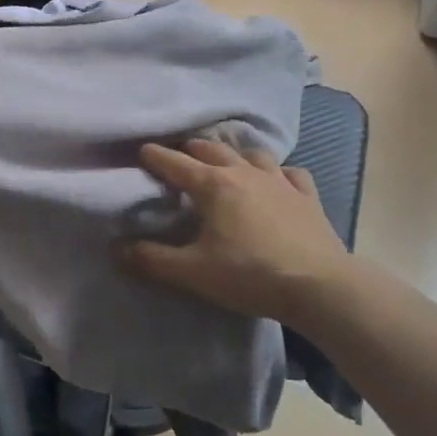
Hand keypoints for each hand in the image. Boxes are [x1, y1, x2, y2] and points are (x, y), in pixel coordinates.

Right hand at [123, 139, 349, 324]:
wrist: (319, 286)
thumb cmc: (250, 275)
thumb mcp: (193, 272)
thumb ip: (152, 259)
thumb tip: (117, 249)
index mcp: (213, 185)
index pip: (175, 163)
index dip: (155, 156)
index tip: (142, 150)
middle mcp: (244, 172)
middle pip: (212, 149)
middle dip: (192, 148)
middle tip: (180, 154)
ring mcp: (279, 181)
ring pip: (252, 154)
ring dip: (234, 153)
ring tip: (226, 160)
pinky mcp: (306, 196)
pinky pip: (290, 173)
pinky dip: (278, 172)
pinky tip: (277, 179)